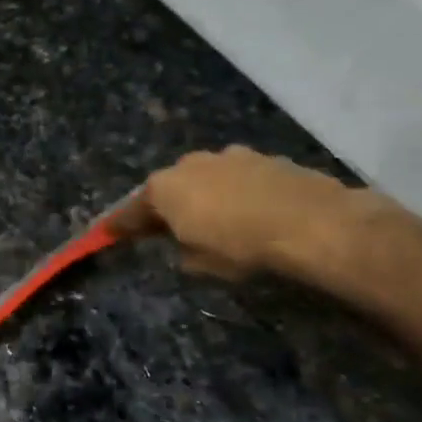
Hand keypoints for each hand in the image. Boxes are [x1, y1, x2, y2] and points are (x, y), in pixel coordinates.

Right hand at [111, 146, 366, 280]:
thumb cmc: (241, 247)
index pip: (131, 211)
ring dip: (206, 196)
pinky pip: (240, 179)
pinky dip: (239, 193)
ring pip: (207, 178)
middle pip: (170, 187)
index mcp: (164, 188)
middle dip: (168, 206)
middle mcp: (190, 164)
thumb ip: (183, 251)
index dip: (120, 226)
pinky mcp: (266, 158)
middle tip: (171, 228)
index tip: (108, 234)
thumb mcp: (201, 264)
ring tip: (219, 220)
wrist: (313, 224)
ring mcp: (230, 156)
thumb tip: (185, 245)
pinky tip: (253, 212)